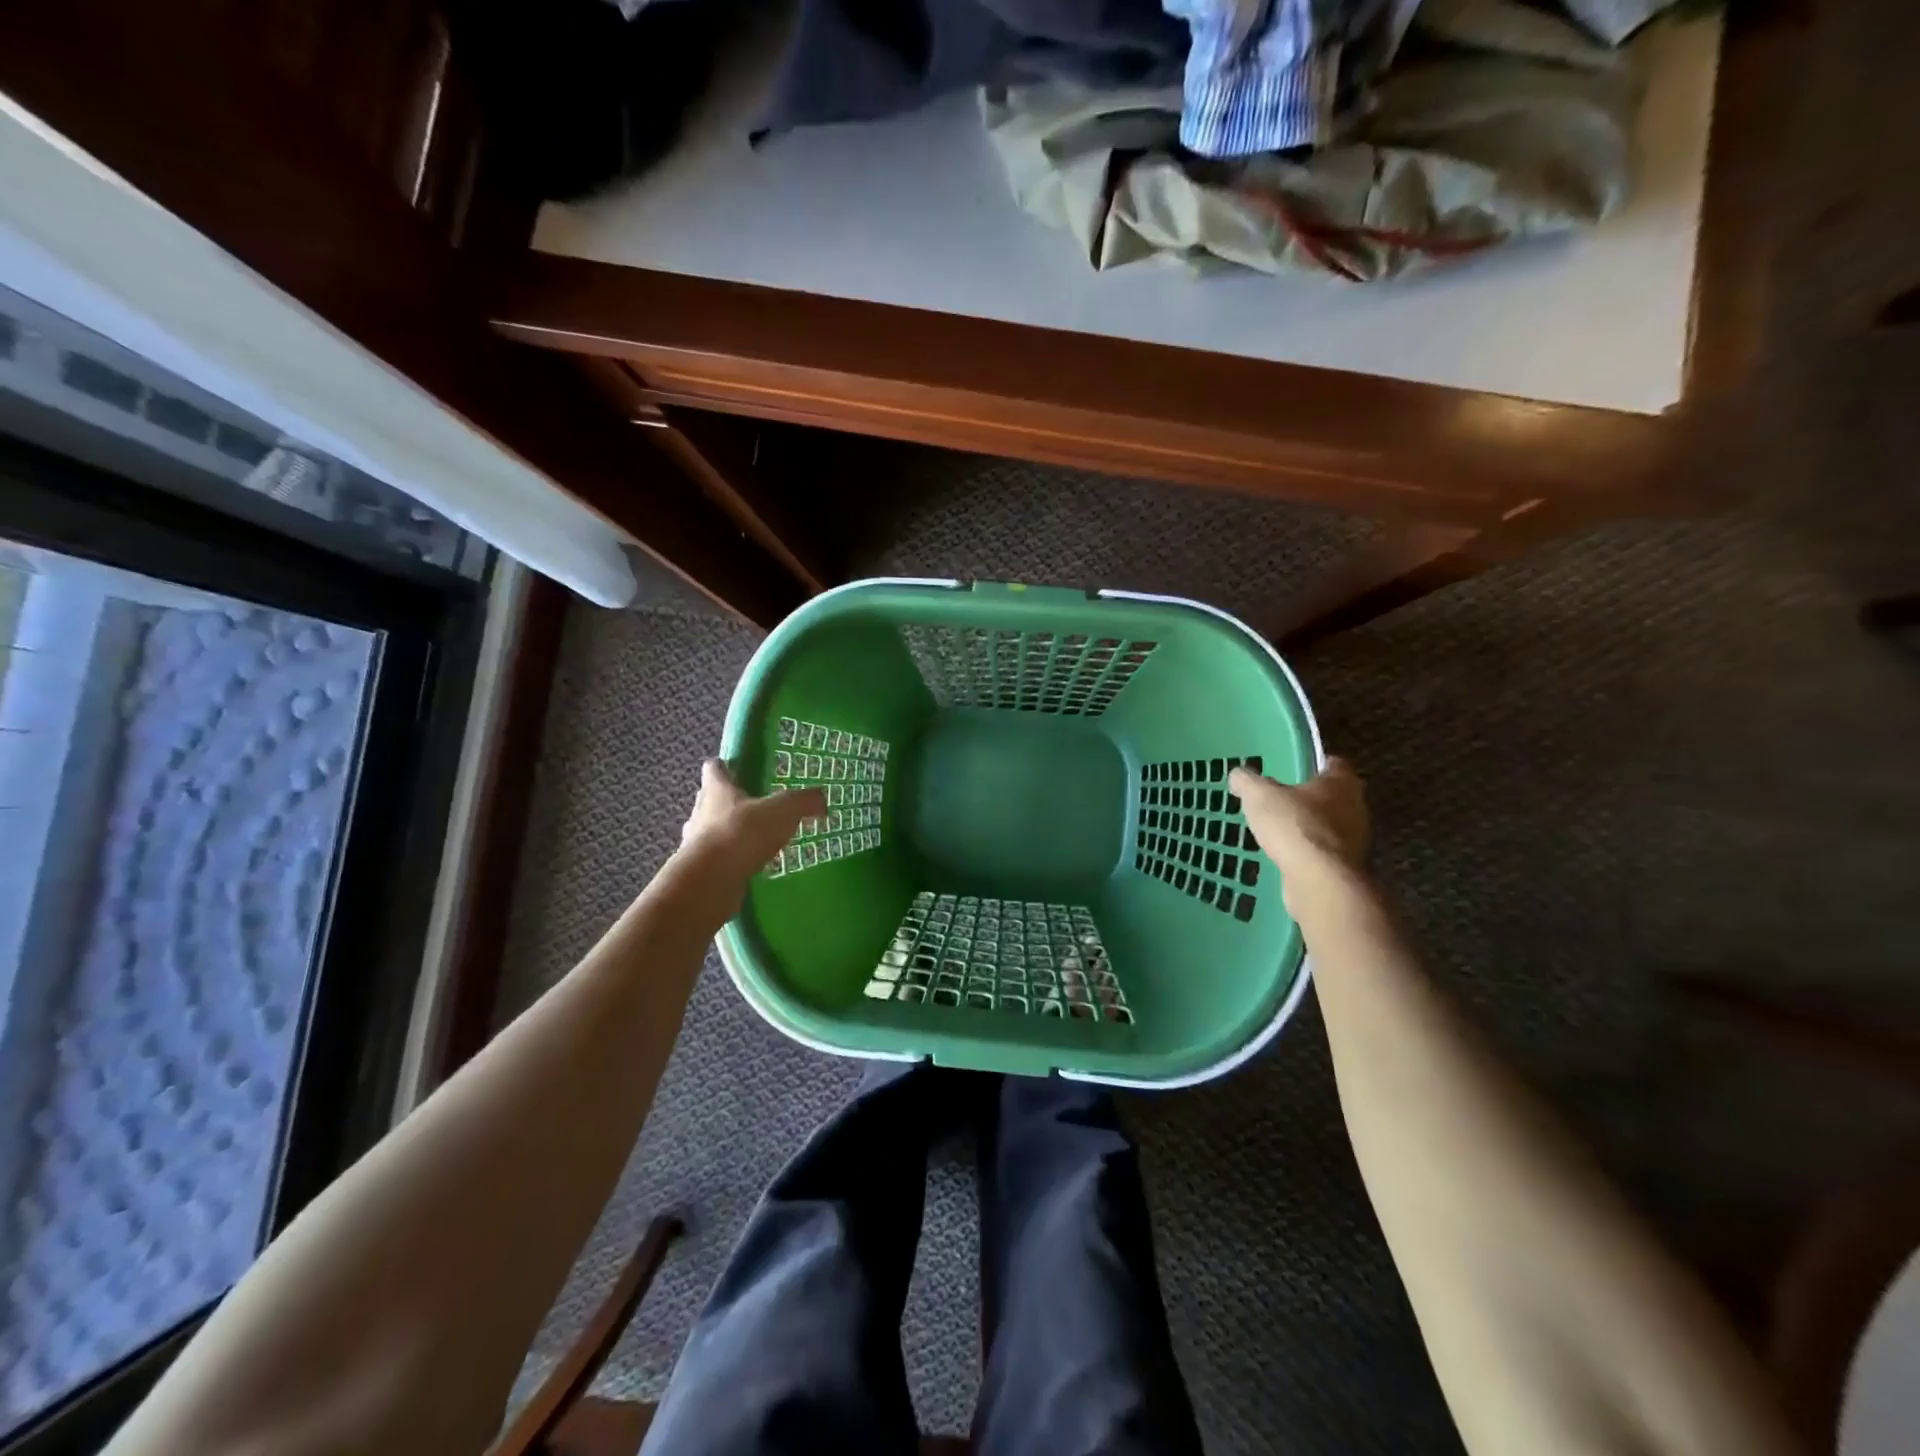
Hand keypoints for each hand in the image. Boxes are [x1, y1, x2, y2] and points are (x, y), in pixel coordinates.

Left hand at [680, 759, 824, 880]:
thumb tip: (821, 800)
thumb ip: (804, 801)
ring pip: (713, 831)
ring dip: (731, 833)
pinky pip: (719, 861)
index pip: (714, 768)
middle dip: (732, 802)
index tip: (740, 769)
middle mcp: (701, 812)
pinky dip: (733, 861)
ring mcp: (697, 843)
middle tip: (757, 806)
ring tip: (758, 840)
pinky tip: (753, 866)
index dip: (726, 766)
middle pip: (712, 800)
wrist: (709, 883)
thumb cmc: (741, 834)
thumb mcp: (783, 810)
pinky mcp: (701, 871)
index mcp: (717, 789)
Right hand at [1229, 758, 1369, 874]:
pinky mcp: (1347, 868)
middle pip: (1334, 797)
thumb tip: (1238, 774)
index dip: (1313, 764)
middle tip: (1282, 800)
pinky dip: (1309, 854)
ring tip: (1280, 831)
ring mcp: (1355, 841)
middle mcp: (1356, 808)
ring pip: (1331, 827)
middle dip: (1310, 799)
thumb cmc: (1294, 826)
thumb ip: (1248, 782)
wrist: (1318, 880)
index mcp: (1341, 782)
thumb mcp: (1259, 796)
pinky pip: (1325, 854)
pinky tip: (1286, 857)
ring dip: (1310, 828)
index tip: (1293, 769)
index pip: (1333, 764)